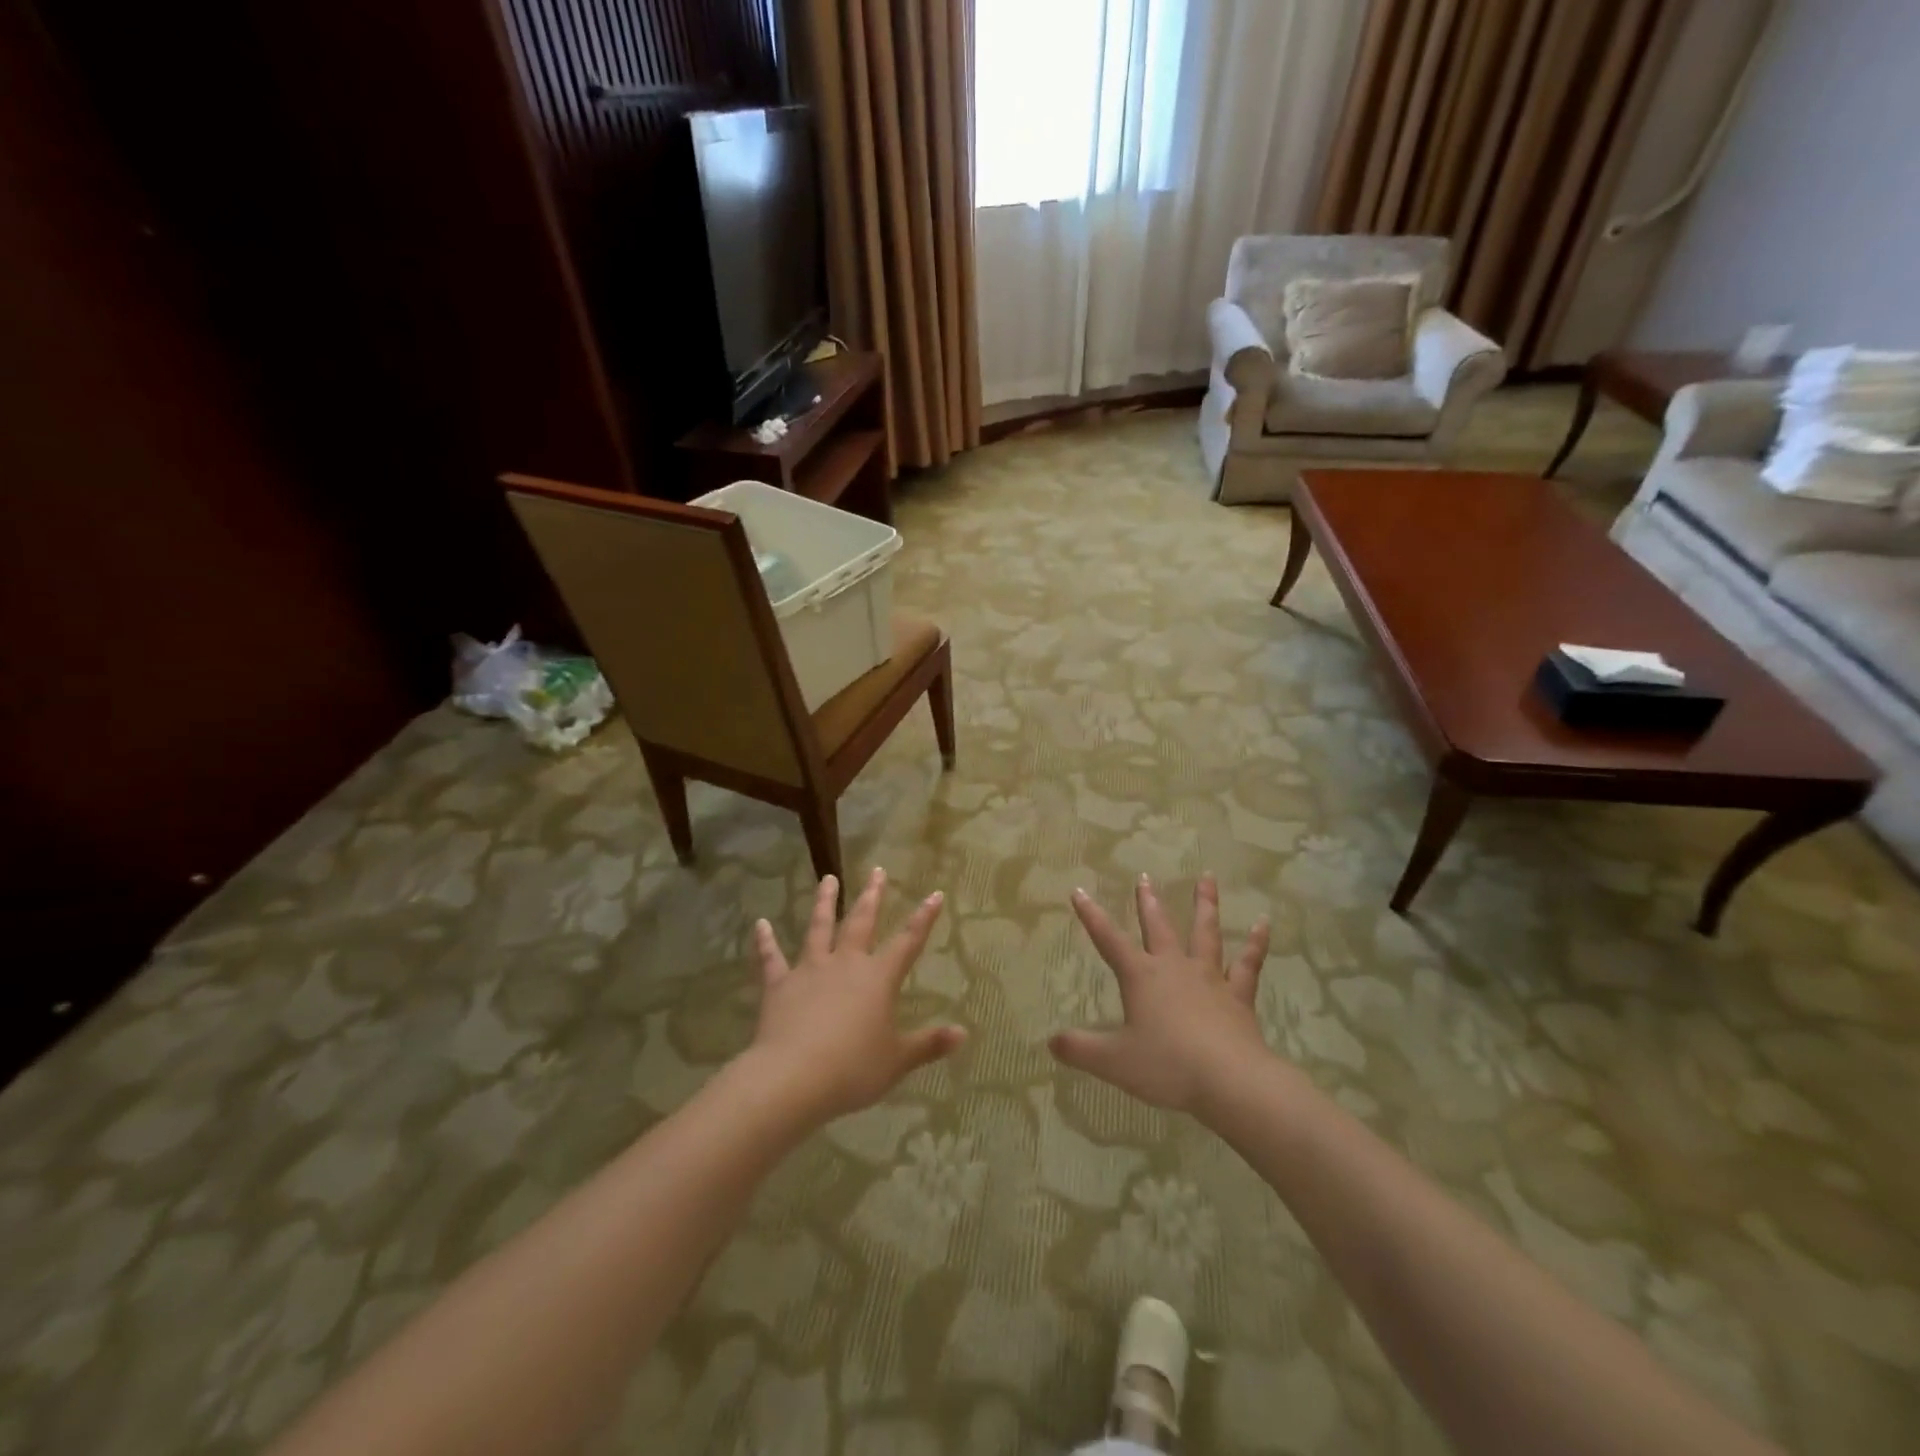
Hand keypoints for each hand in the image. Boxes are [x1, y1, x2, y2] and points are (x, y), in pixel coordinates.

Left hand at [747, 870, 965, 1123]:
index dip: (924, 918)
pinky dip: (764, 942)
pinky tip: (759, 925)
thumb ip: (928, 1044)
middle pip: (861, 922)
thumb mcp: (897, 1060)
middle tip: (877, 871)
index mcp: (878, 978)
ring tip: (828, 879)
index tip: (935, 894)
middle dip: (872, 896)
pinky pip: (771, 959)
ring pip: (819, 928)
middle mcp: (846, 964)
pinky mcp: (779, 985)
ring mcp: (810, 970)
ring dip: (824, 903)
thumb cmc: (852, 1069)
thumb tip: (962, 1033)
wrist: (793, 1077)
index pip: (908, 941)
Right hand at [1050, 873, 1272, 1115]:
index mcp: (1141, 977)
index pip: (1109, 940)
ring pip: (1205, 933)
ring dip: (1205, 904)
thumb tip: (1051, 1042)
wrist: (1231, 1081)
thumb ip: (1080, 1049)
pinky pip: (1249, 963)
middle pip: (1158, 926)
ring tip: (1207, 878)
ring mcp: (1210, 978)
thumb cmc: (1168, 1066)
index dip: (1091, 915)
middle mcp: (1174, 968)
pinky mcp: (1239, 996)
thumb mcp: (1114, 1061)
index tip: (1078, 890)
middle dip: (1148, 902)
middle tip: (1144, 877)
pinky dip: (1257, 942)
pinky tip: (1264, 923)